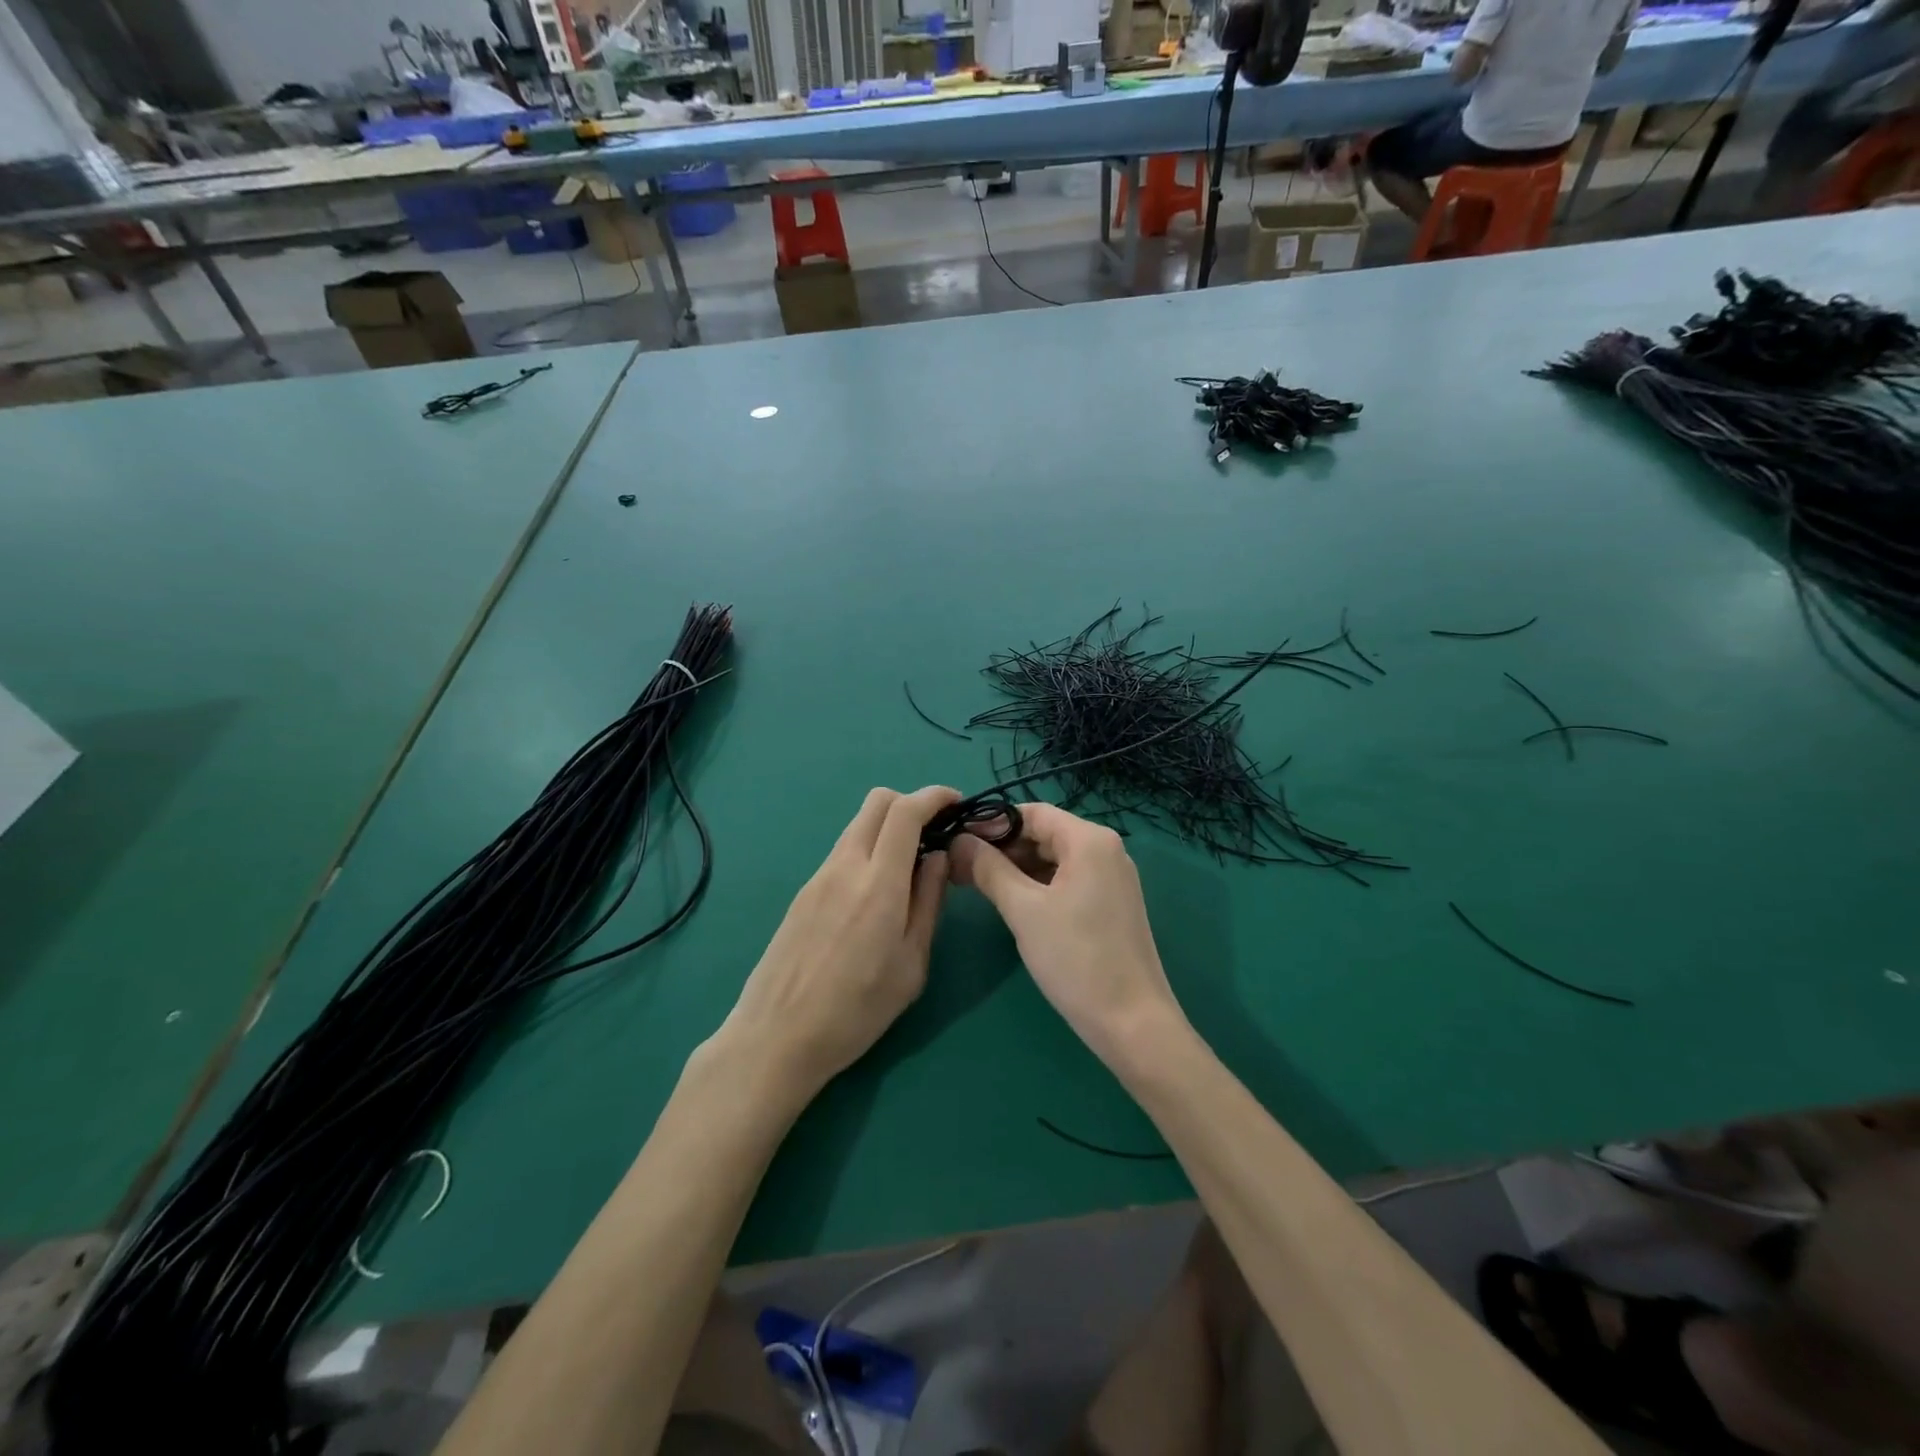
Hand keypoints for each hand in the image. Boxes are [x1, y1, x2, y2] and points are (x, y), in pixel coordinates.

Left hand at [714, 785, 957, 1103]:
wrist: (777, 1036)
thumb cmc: (856, 1010)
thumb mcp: (911, 965)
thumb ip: (928, 903)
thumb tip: (938, 858)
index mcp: (879, 883)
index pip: (905, 811)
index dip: (934, 796)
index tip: (956, 804)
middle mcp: (846, 866)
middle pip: (877, 802)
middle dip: (911, 803)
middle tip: (935, 831)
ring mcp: (819, 876)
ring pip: (858, 825)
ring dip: (888, 827)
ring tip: (909, 865)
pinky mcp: (803, 891)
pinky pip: (843, 851)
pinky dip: (868, 849)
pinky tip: (876, 890)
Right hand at [948, 803, 1184, 1068]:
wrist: (1132, 1023)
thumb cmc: (1076, 959)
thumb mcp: (1024, 910)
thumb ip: (989, 869)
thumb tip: (958, 841)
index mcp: (1089, 840)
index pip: (1031, 812)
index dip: (991, 824)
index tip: (956, 842)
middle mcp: (1106, 850)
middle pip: (1044, 833)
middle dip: (1001, 847)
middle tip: (959, 867)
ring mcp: (1112, 878)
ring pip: (1054, 858)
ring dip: (1016, 867)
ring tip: (976, 885)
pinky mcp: (1111, 904)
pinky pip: (1068, 880)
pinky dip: (1037, 885)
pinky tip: (1011, 903)